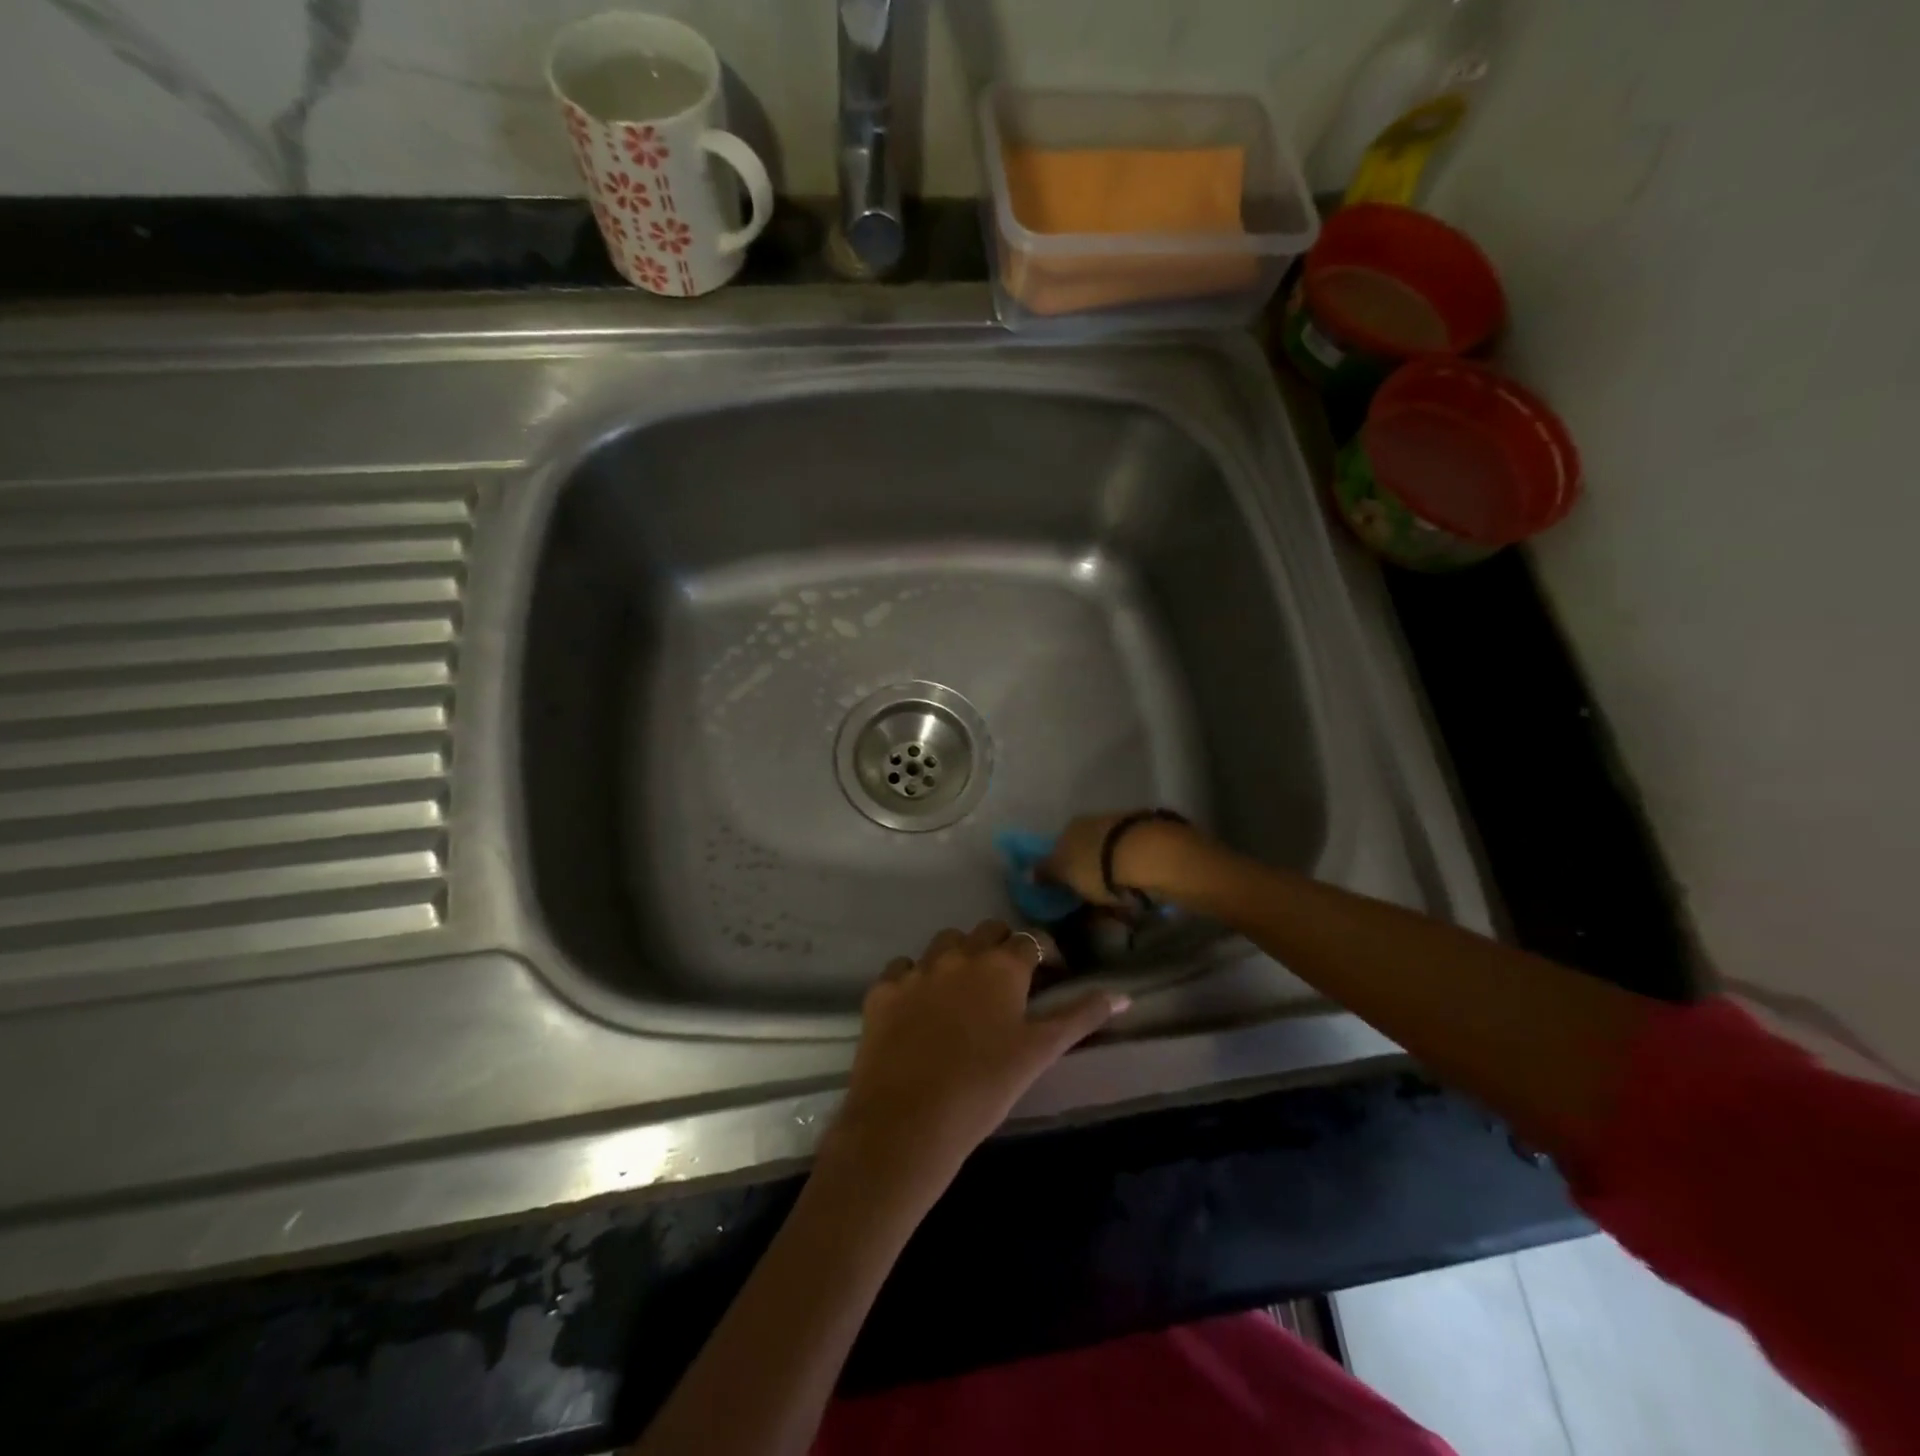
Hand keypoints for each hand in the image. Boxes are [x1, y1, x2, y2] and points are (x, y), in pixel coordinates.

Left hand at [826, 921, 1127, 1200]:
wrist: (908, 1121)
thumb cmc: (985, 1087)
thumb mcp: (1040, 1052)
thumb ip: (1081, 1017)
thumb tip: (1123, 995)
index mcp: (1001, 966)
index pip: (1029, 941)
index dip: (1041, 955)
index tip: (1047, 976)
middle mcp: (959, 955)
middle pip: (986, 931)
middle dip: (1000, 947)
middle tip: (1005, 985)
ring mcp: (917, 969)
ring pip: (943, 944)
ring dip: (957, 957)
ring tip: (961, 994)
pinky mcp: (883, 990)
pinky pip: (903, 969)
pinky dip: (914, 980)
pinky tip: (917, 1009)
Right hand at [1041, 811, 1202, 908]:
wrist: (1150, 855)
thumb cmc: (1097, 866)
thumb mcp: (1064, 872)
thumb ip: (1046, 873)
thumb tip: (1025, 872)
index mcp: (1071, 827)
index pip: (1060, 847)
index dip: (1062, 870)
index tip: (1067, 893)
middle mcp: (1096, 822)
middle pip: (1088, 851)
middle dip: (1090, 874)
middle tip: (1093, 905)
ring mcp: (1126, 829)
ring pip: (1113, 857)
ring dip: (1113, 878)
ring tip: (1119, 907)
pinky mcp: (1152, 841)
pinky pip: (1135, 865)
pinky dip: (1133, 879)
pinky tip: (1138, 897)